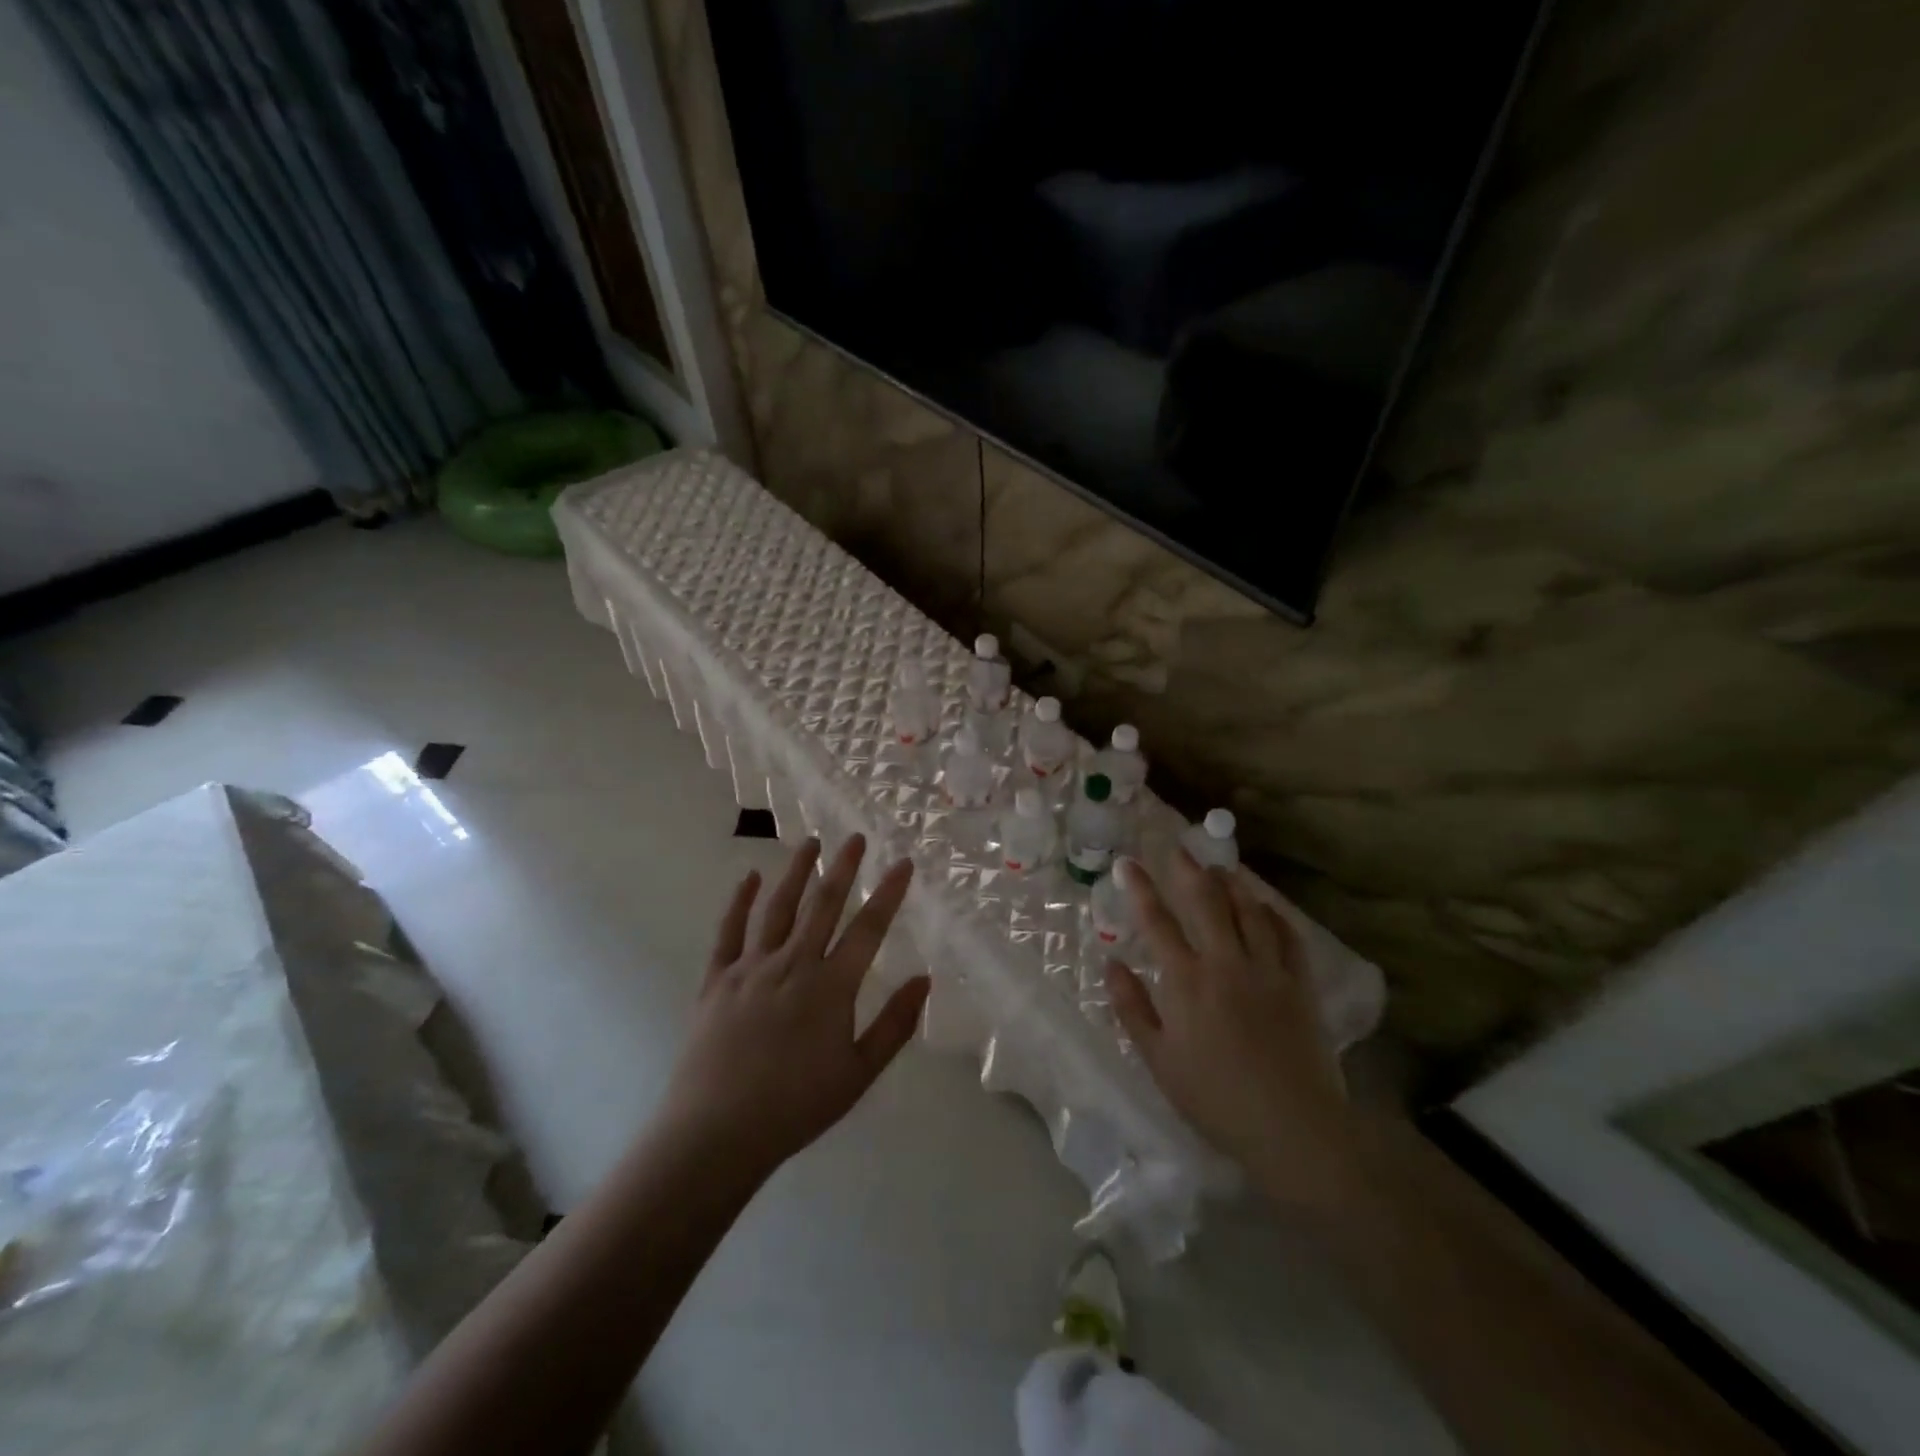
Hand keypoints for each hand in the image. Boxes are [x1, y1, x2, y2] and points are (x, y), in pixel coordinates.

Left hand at [660, 835, 928, 1182]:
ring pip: (778, 908)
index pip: (868, 928)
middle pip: (823, 905)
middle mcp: (792, 964)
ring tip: (810, 842)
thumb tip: (924, 980)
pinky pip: (729, 931)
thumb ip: (894, 1025)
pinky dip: (739, 901)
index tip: (902, 862)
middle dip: (843, 868)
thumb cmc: (796, 1106)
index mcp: (830, 986)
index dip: (888, 893)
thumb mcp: (858, 1073)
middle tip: (855, 837)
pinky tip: (748, 877)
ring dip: (796, 872)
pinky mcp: (717, 979)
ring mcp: (751, 968)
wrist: (717, 1133)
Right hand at [1106, 852, 1358, 1214]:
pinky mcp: (1299, 984)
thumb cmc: (1215, 1098)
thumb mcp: (1159, 1060)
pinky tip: (1266, 906)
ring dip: (1232, 883)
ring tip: (1221, 867)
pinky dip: (1274, 914)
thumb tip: (1111, 963)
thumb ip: (1132, 1007)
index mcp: (1186, 981)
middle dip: (1188, 870)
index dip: (1141, 888)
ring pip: (1249, 911)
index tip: (1128, 863)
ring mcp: (1267, 970)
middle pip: (1206, 902)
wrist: (1294, 1127)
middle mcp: (1226, 963)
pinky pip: (1288, 936)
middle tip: (1178, 848)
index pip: (1157, 921)